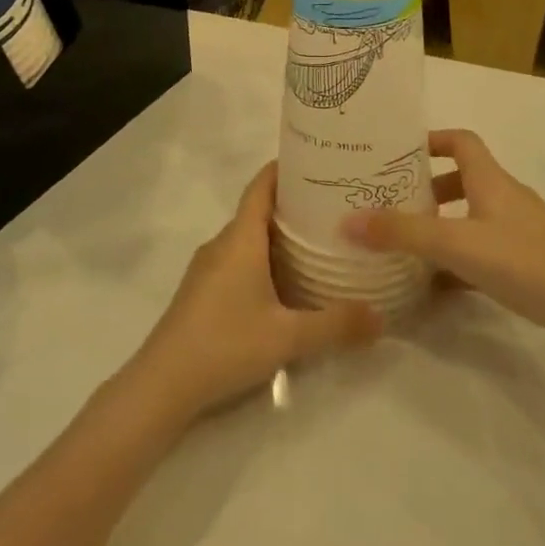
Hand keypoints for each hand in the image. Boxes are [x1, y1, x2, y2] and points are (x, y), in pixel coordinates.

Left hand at [130, 163, 381, 419]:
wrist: (162, 384)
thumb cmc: (225, 344)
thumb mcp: (288, 337)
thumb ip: (336, 325)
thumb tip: (382, 317)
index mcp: (240, 239)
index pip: (261, 186)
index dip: (285, 168)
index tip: (319, 161)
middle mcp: (222, 244)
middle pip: (259, 210)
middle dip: (294, 205)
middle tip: (336, 207)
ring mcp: (208, 268)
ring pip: (249, 238)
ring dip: (280, 235)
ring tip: (320, 242)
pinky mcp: (203, 291)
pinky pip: (239, 260)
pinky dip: (265, 259)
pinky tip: (288, 282)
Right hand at [340, 130, 544, 343]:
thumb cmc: (523, 261)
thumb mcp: (455, 243)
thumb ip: (402, 233)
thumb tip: (347, 221)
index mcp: (491, 180)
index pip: (460, 141)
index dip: (431, 140)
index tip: (396, 154)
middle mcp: (505, 197)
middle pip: (462, 179)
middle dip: (426, 188)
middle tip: (391, 204)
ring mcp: (519, 231)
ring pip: (471, 217)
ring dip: (441, 225)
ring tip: (405, 244)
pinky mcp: (527, 262)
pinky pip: (482, 251)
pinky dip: (457, 260)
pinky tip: (435, 285)